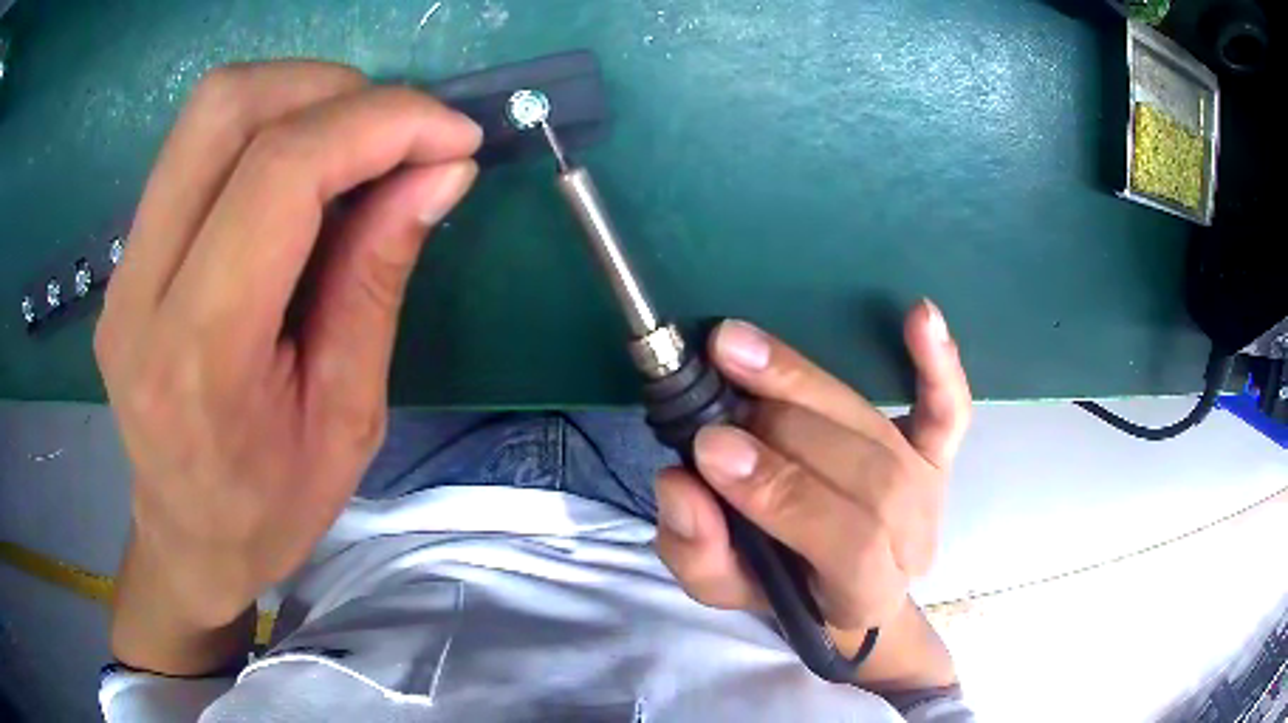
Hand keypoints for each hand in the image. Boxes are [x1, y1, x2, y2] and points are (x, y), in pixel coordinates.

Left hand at [97, 61, 481, 671]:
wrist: (187, 539)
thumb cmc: (270, 509)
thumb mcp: (349, 419)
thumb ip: (378, 280)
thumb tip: (440, 172)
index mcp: (198, 355)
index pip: (278, 175)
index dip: (379, 125)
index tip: (452, 134)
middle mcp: (140, 292)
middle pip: (226, 109)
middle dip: (333, 90)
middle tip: (396, 133)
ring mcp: (122, 267)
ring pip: (207, 111)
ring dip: (298, 97)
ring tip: (352, 146)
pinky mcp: (125, 256)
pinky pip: (194, 147)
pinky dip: (264, 128)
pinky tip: (298, 176)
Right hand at [653, 302, 970, 684]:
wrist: (839, 583)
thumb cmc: (782, 588)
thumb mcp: (723, 588)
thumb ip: (698, 553)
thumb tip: (681, 483)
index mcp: (865, 593)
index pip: (848, 545)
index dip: (784, 495)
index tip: (711, 448)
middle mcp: (912, 541)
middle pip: (874, 478)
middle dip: (790, 432)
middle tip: (719, 391)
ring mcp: (931, 492)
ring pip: (885, 435)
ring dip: (811, 386)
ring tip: (742, 349)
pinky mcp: (937, 454)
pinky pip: (948, 409)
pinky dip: (938, 363)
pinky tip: (920, 315)